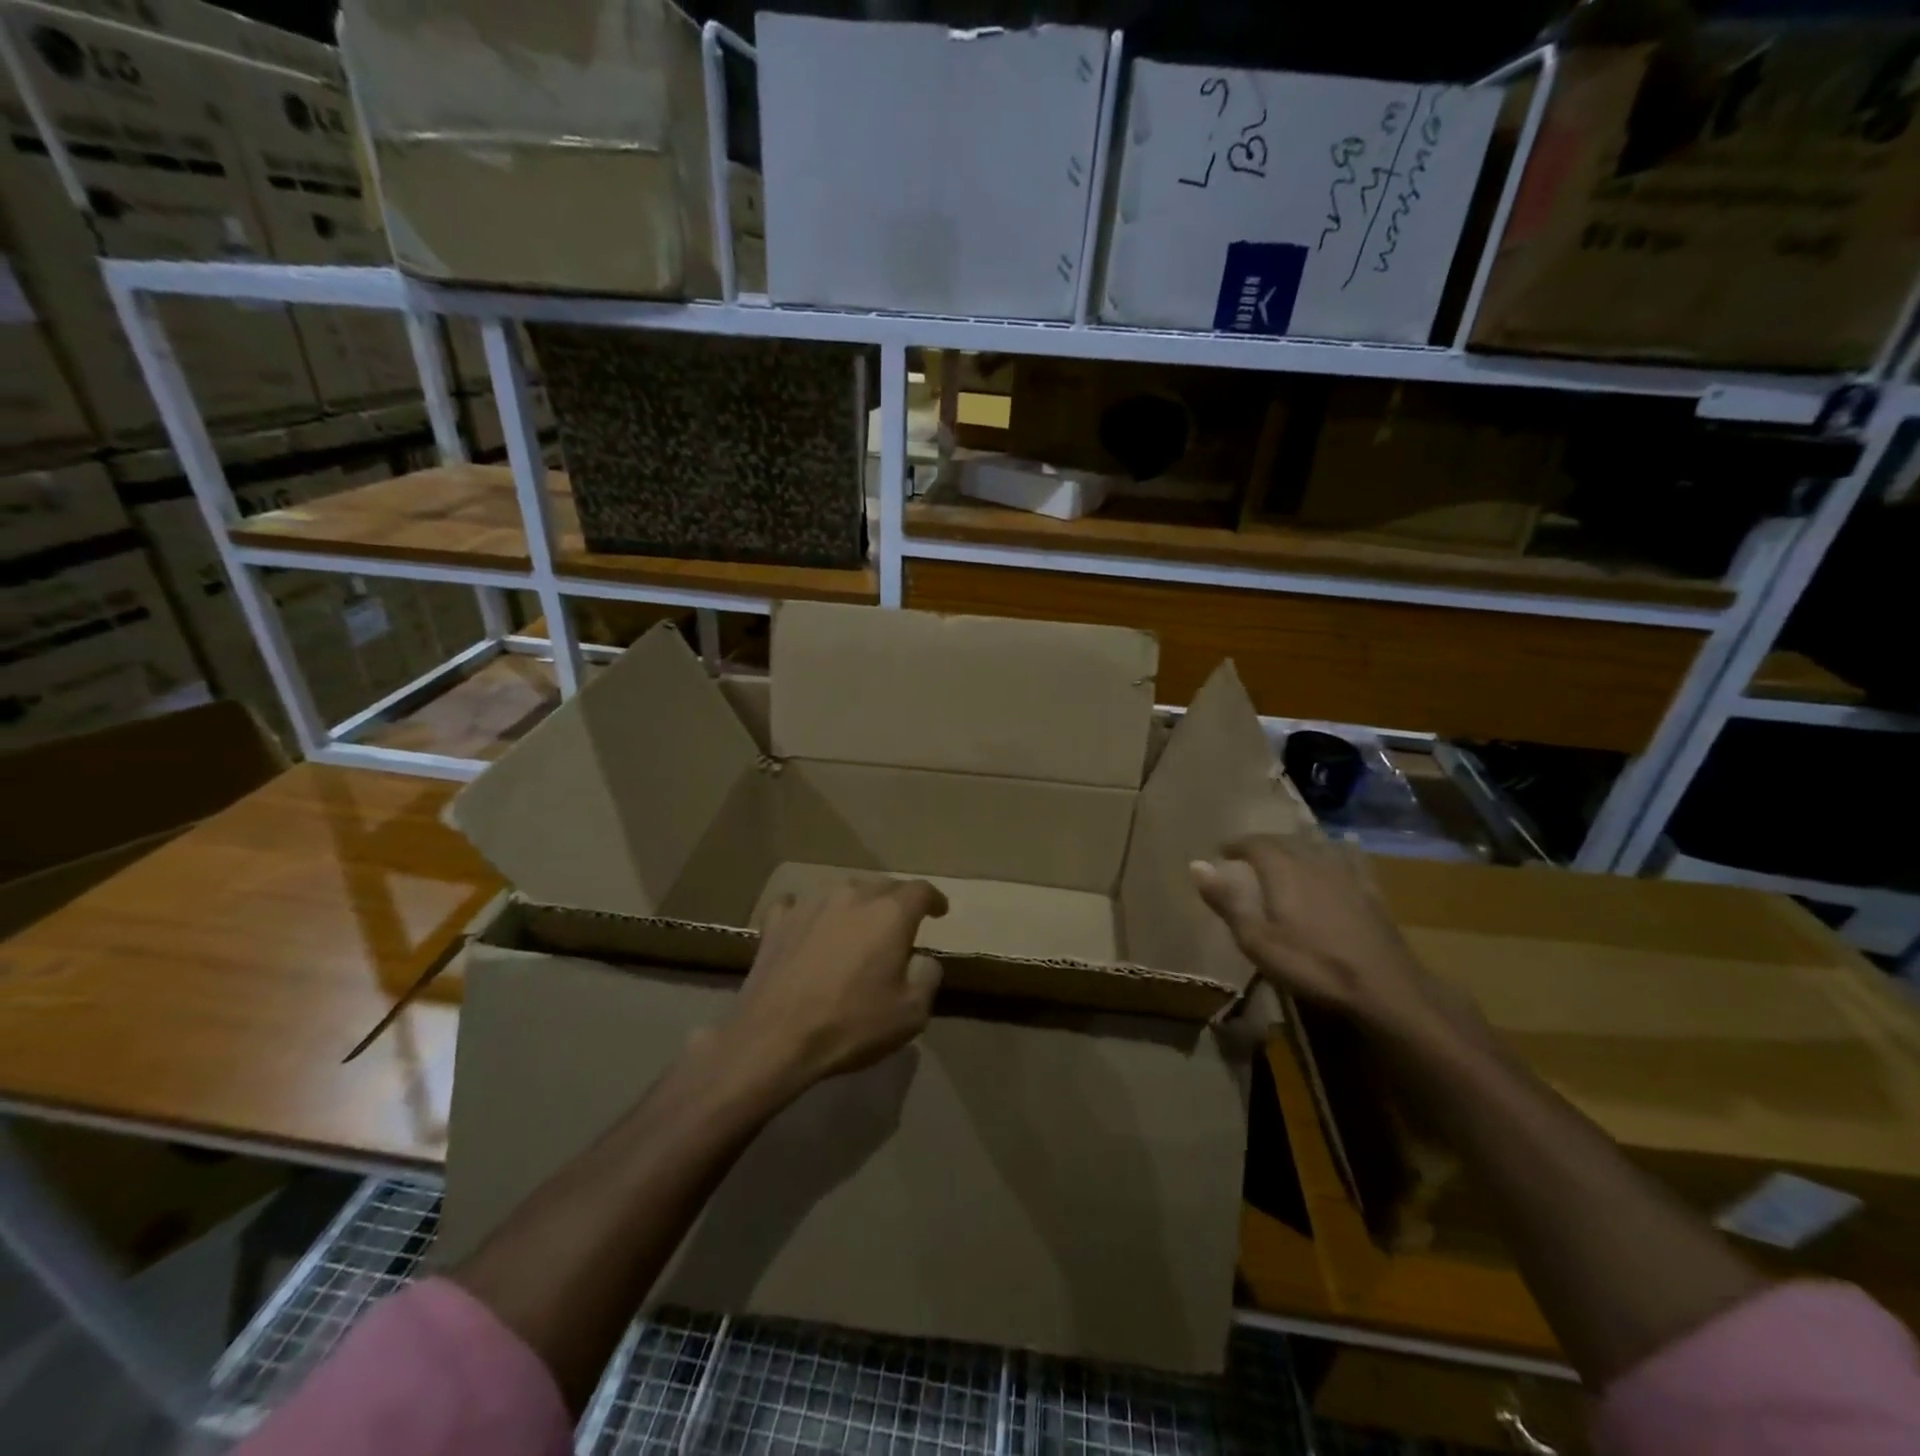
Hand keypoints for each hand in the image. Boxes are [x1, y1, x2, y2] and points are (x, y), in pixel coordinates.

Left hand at [723, 877, 947, 1091]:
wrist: (775, 1037)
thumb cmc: (851, 1025)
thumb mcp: (911, 1014)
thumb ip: (927, 978)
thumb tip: (923, 959)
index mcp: (890, 913)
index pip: (921, 891)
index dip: (934, 900)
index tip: (939, 912)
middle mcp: (852, 896)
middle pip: (883, 886)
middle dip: (896, 902)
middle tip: (899, 926)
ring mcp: (810, 903)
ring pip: (843, 892)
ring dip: (855, 905)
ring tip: (856, 927)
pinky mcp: (777, 921)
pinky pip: (798, 904)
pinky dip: (809, 913)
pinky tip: (807, 926)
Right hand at [1191, 835, 1458, 1032]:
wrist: (1383, 987)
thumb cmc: (1312, 965)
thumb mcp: (1257, 940)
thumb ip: (1227, 901)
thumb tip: (1196, 864)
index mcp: (1283, 870)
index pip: (1255, 843)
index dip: (1237, 844)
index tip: (1222, 851)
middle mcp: (1313, 861)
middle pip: (1285, 841)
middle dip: (1264, 844)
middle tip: (1249, 854)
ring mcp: (1346, 874)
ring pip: (1317, 846)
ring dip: (1297, 845)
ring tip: (1287, 851)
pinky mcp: (1371, 890)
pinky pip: (1352, 858)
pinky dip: (1340, 850)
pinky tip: (1344, 847)